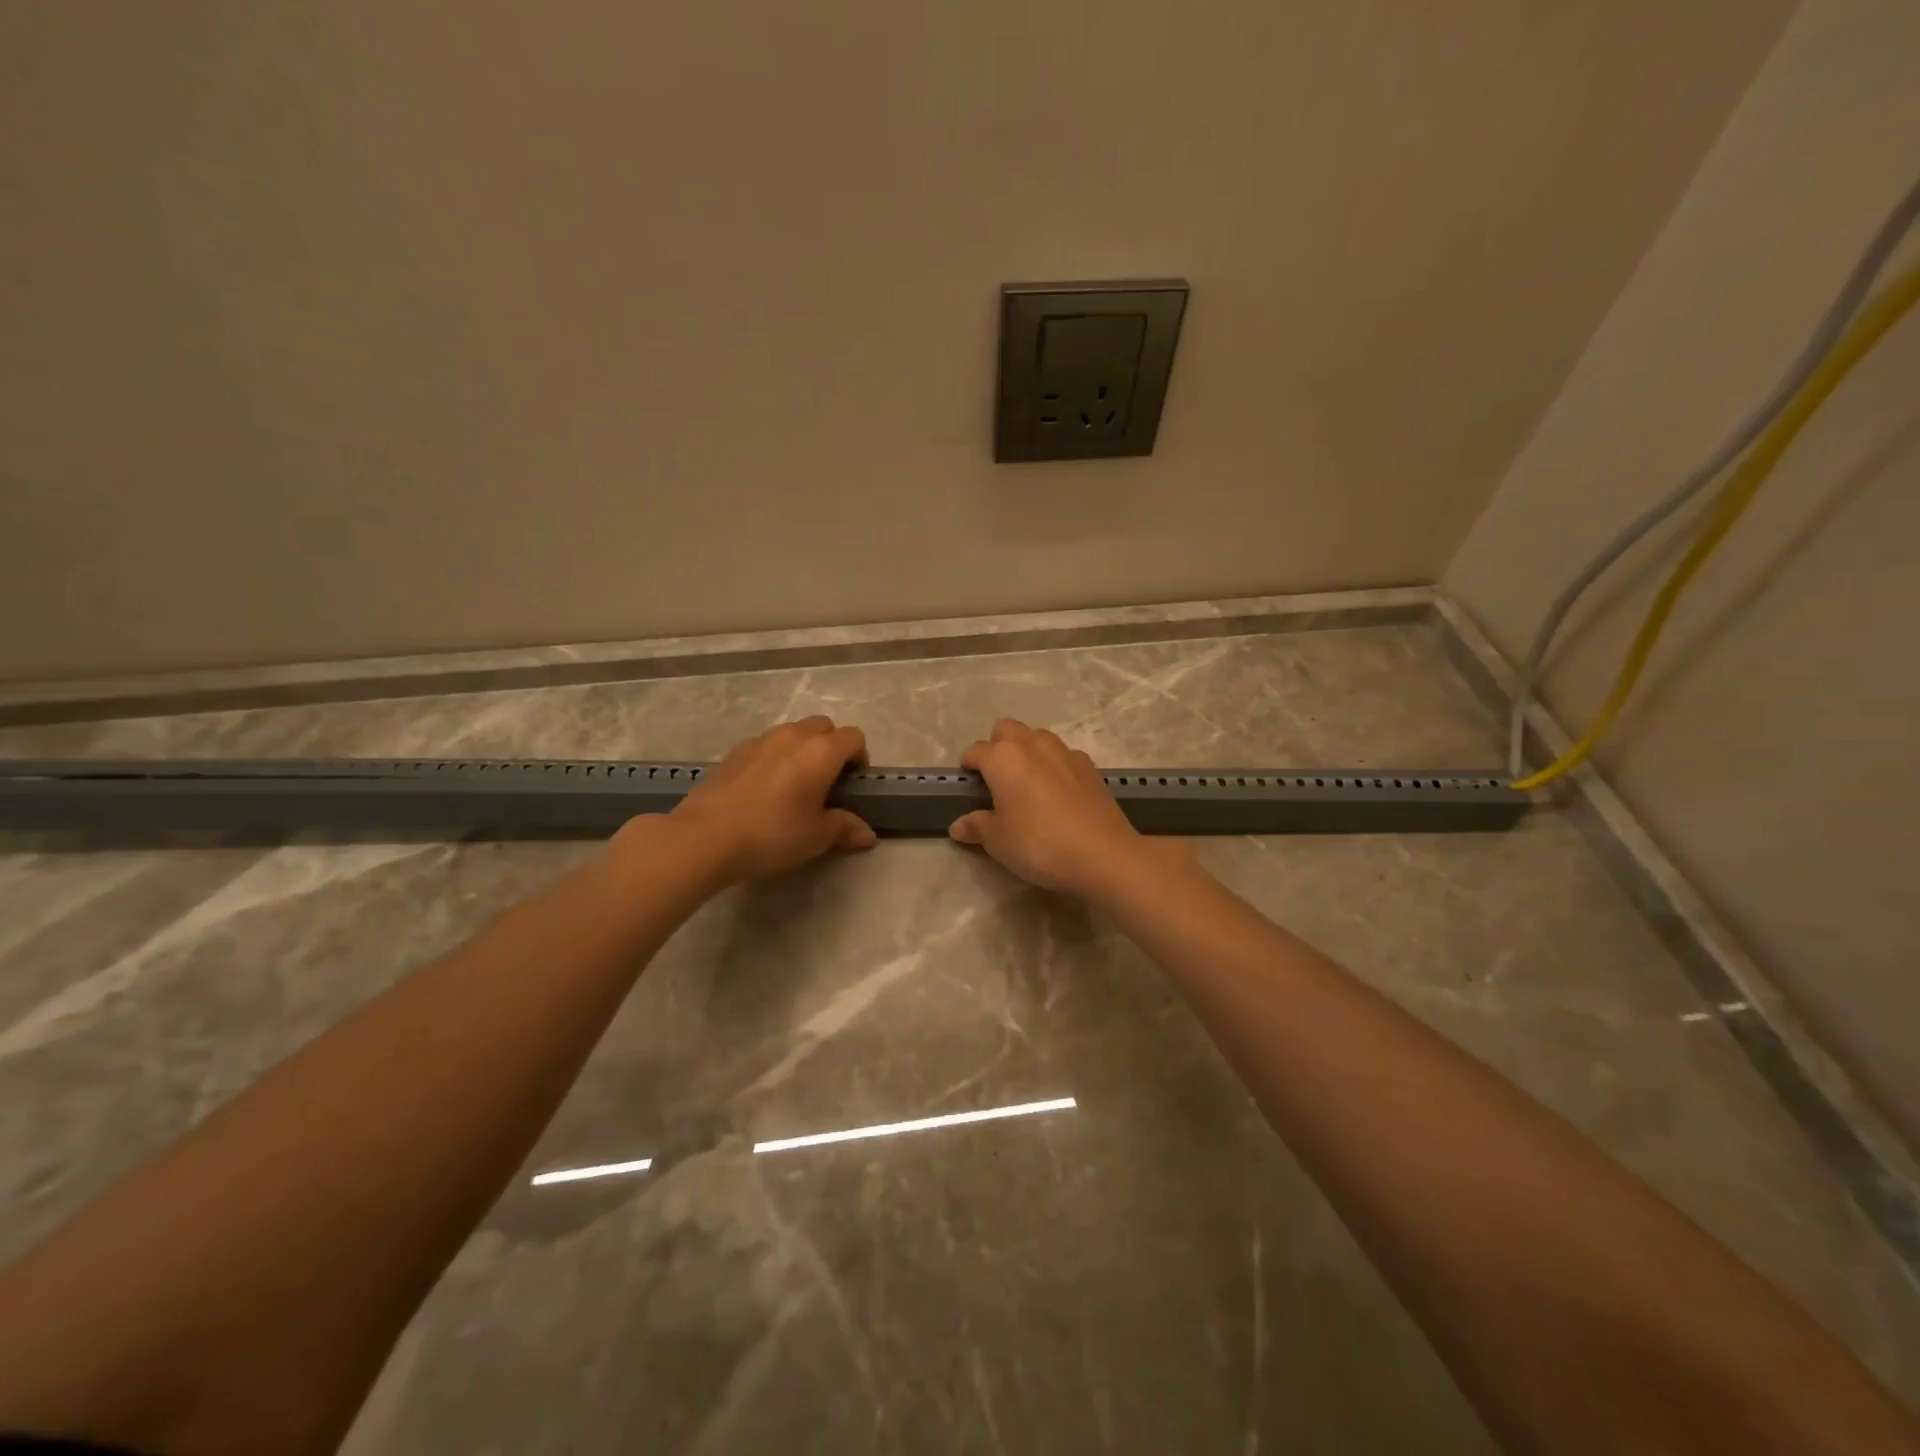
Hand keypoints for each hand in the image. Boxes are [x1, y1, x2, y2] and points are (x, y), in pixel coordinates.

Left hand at [649, 716, 875, 884]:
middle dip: (832, 745)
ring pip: (792, 732)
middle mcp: (793, 737)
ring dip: (802, 748)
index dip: (860, 757)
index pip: (854, 737)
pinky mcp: (734, 752)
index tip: (854, 783)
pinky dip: (774, 757)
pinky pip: (765, 744)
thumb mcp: (816, 837)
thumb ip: (845, 828)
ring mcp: (760, 740)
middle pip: (823, 725)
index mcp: (821, 752)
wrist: (705, 836)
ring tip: (794, 783)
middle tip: (827, 780)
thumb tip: (868, 834)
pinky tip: (763, 788)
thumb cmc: (772, 835)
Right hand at [949, 719, 1162, 899]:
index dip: (968, 768)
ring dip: (1027, 752)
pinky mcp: (1089, 766)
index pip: (975, 751)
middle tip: (998, 780)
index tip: (969, 787)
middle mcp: (1033, 744)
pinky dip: (1054, 766)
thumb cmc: (1039, 844)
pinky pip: (1063, 755)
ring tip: (1028, 785)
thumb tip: (958, 825)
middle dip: (997, 746)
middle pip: (1006, 730)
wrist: (1103, 854)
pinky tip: (1058, 795)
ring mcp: (1065, 752)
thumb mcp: (998, 841)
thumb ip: (977, 827)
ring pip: (1037, 737)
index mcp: (1003, 757)